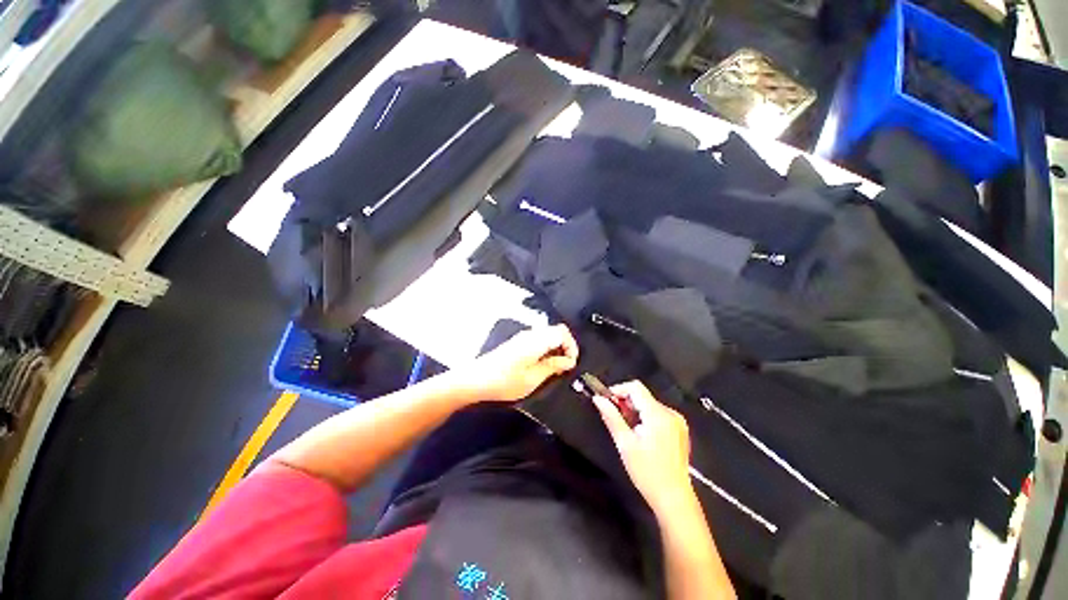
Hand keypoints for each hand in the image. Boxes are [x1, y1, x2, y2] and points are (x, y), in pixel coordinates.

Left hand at [461, 325, 578, 402]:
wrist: (475, 380)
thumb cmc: (504, 382)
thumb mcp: (532, 379)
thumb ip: (552, 367)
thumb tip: (568, 361)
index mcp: (536, 341)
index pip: (562, 332)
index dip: (571, 346)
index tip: (571, 364)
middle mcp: (530, 334)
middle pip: (556, 331)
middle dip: (566, 346)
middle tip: (566, 366)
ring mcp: (523, 337)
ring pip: (548, 335)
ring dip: (556, 347)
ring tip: (556, 367)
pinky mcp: (517, 342)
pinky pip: (539, 339)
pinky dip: (547, 348)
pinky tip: (543, 364)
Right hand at [592, 380, 695, 516]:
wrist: (674, 499)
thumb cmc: (647, 472)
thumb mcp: (625, 444)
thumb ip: (611, 417)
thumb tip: (598, 399)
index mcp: (658, 415)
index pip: (635, 387)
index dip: (618, 390)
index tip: (606, 401)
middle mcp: (670, 413)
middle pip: (642, 396)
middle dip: (625, 402)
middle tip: (613, 418)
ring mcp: (678, 422)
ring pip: (649, 405)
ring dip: (635, 411)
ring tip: (626, 429)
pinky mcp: (680, 430)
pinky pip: (658, 414)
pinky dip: (645, 418)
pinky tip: (640, 435)